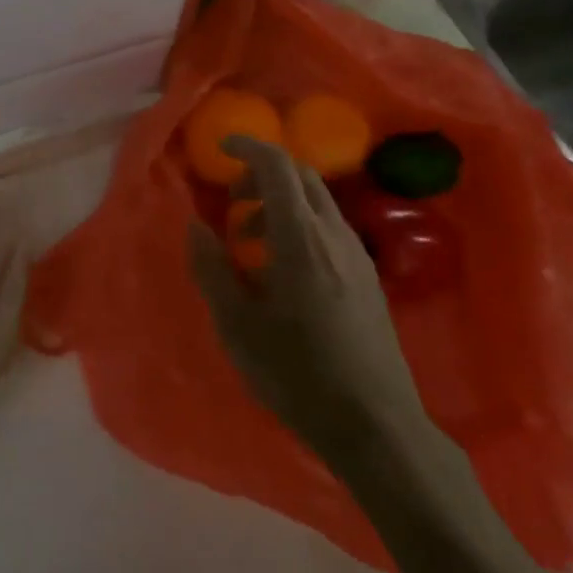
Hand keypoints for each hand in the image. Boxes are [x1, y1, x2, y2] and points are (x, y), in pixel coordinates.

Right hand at [188, 136, 430, 466]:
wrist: (375, 425)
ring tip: (251, 244)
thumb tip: (196, 226)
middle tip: (232, 204)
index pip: (278, 166)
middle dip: (263, 176)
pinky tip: (284, 269)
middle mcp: (334, 233)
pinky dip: (301, 225)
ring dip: (281, 203)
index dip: (249, 148)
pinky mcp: (369, 277)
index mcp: (300, 236)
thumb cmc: (297, 372)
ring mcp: (358, 254)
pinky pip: (330, 228)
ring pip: (318, 202)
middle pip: (301, 177)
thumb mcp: (237, 323)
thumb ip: (212, 268)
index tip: (223, 150)